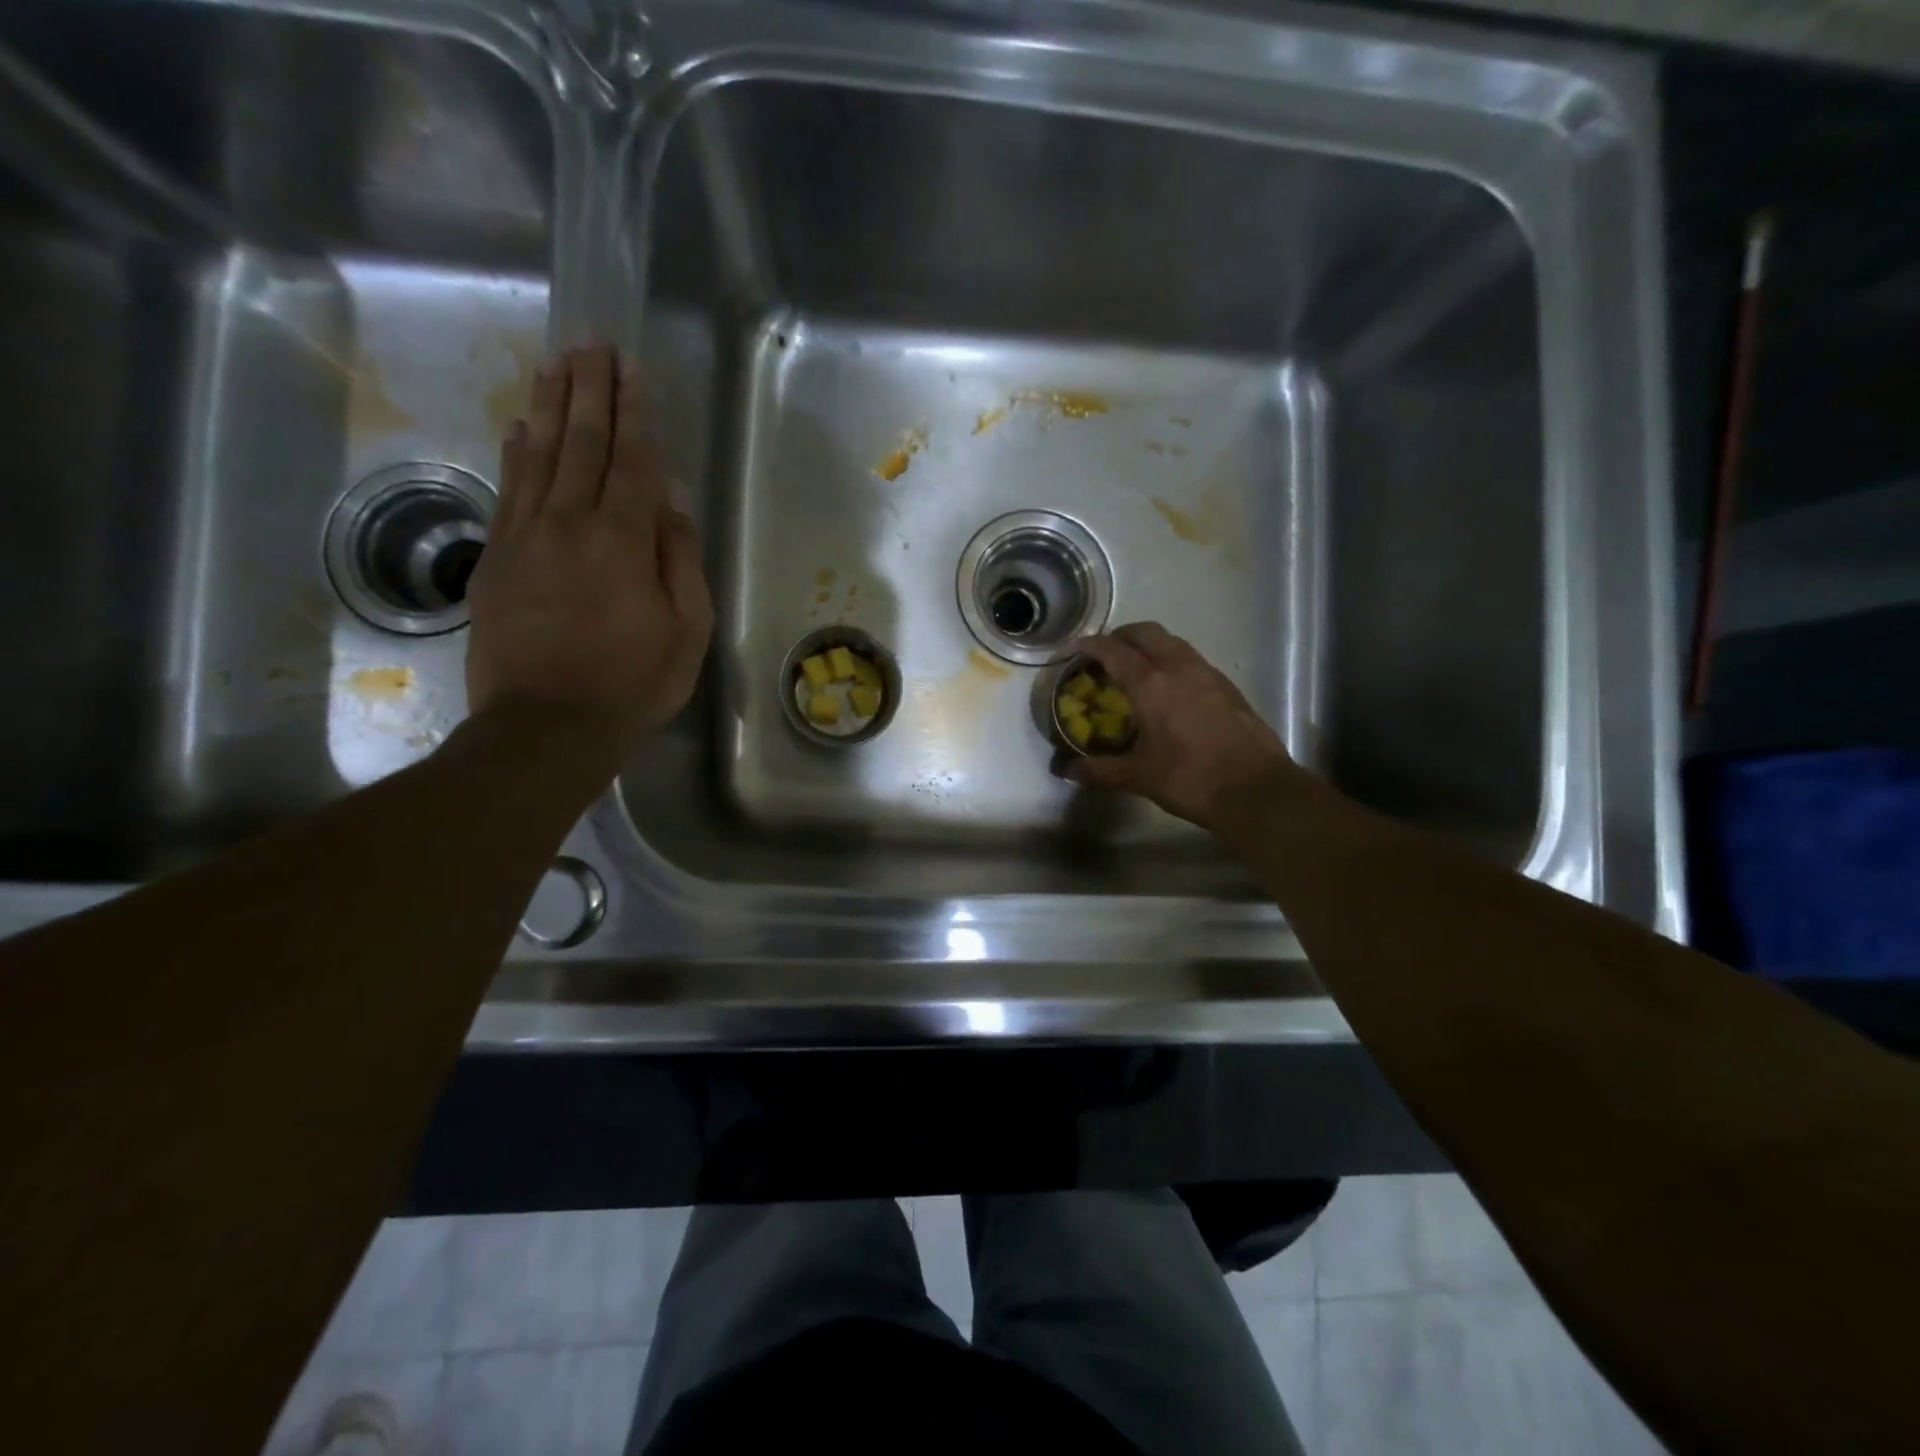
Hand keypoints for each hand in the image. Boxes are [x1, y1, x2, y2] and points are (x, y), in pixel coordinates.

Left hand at [465, 343, 711, 780]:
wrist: (545, 726)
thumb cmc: (632, 683)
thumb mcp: (687, 631)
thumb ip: (681, 560)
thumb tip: (675, 500)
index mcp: (622, 541)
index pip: (632, 461)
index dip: (634, 412)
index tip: (631, 367)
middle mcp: (569, 524)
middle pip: (581, 443)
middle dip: (589, 390)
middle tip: (591, 341)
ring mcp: (525, 538)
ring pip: (539, 456)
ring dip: (549, 405)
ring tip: (556, 361)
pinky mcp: (495, 559)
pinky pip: (507, 490)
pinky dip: (516, 452)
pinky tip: (521, 426)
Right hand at [1065, 623, 1299, 834]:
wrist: (1256, 790)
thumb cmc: (1190, 779)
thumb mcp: (1139, 777)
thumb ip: (1101, 770)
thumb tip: (1069, 772)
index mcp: (1151, 685)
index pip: (1115, 652)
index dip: (1094, 645)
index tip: (1079, 646)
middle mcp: (1179, 669)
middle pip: (1147, 633)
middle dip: (1123, 636)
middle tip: (1108, 651)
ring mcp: (1208, 674)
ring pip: (1174, 643)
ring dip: (1151, 645)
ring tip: (1138, 667)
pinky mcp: (1228, 687)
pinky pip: (1193, 660)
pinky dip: (1174, 661)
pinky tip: (1172, 688)